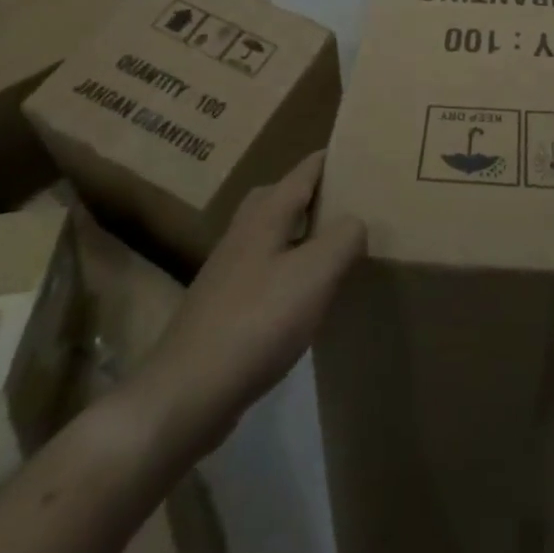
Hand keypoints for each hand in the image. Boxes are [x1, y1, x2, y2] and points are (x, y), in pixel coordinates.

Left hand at [147, 151, 364, 447]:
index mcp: (267, 212)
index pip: (307, 168)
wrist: (185, 394)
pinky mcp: (224, 306)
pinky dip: (291, 271)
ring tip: (339, 251)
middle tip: (355, 205)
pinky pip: (267, 271)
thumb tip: (355, 221)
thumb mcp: (316, 274)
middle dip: (319, 195)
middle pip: (286, 196)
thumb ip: (344, 237)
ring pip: (275, 235)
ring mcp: (229, 269)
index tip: (367, 158)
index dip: (336, 159)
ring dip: (305, 235)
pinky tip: (307, 299)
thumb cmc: (257, 322)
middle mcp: (245, 230)